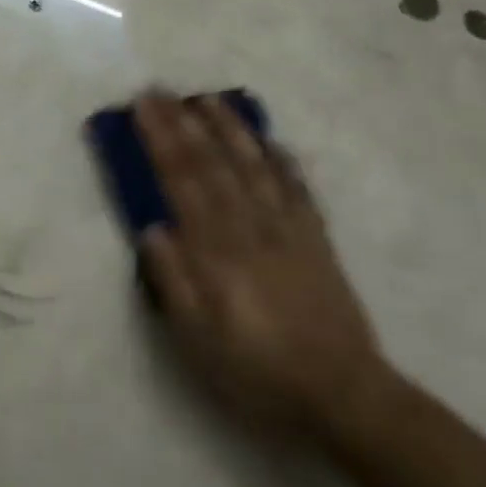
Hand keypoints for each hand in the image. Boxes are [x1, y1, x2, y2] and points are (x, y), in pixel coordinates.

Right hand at [133, 92, 385, 439]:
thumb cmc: (259, 373)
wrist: (345, 396)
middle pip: (212, 164)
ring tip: (209, 99)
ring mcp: (288, 230)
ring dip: (230, 128)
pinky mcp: (317, 241)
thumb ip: (173, 282)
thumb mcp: (199, 342)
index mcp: (216, 252)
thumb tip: (152, 229)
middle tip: (161, 90)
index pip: (181, 181)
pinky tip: (271, 141)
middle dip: (183, 123)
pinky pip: (298, 189)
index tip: (140, 107)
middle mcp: (250, 228)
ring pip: (254, 166)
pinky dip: (282, 161)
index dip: (160, 140)